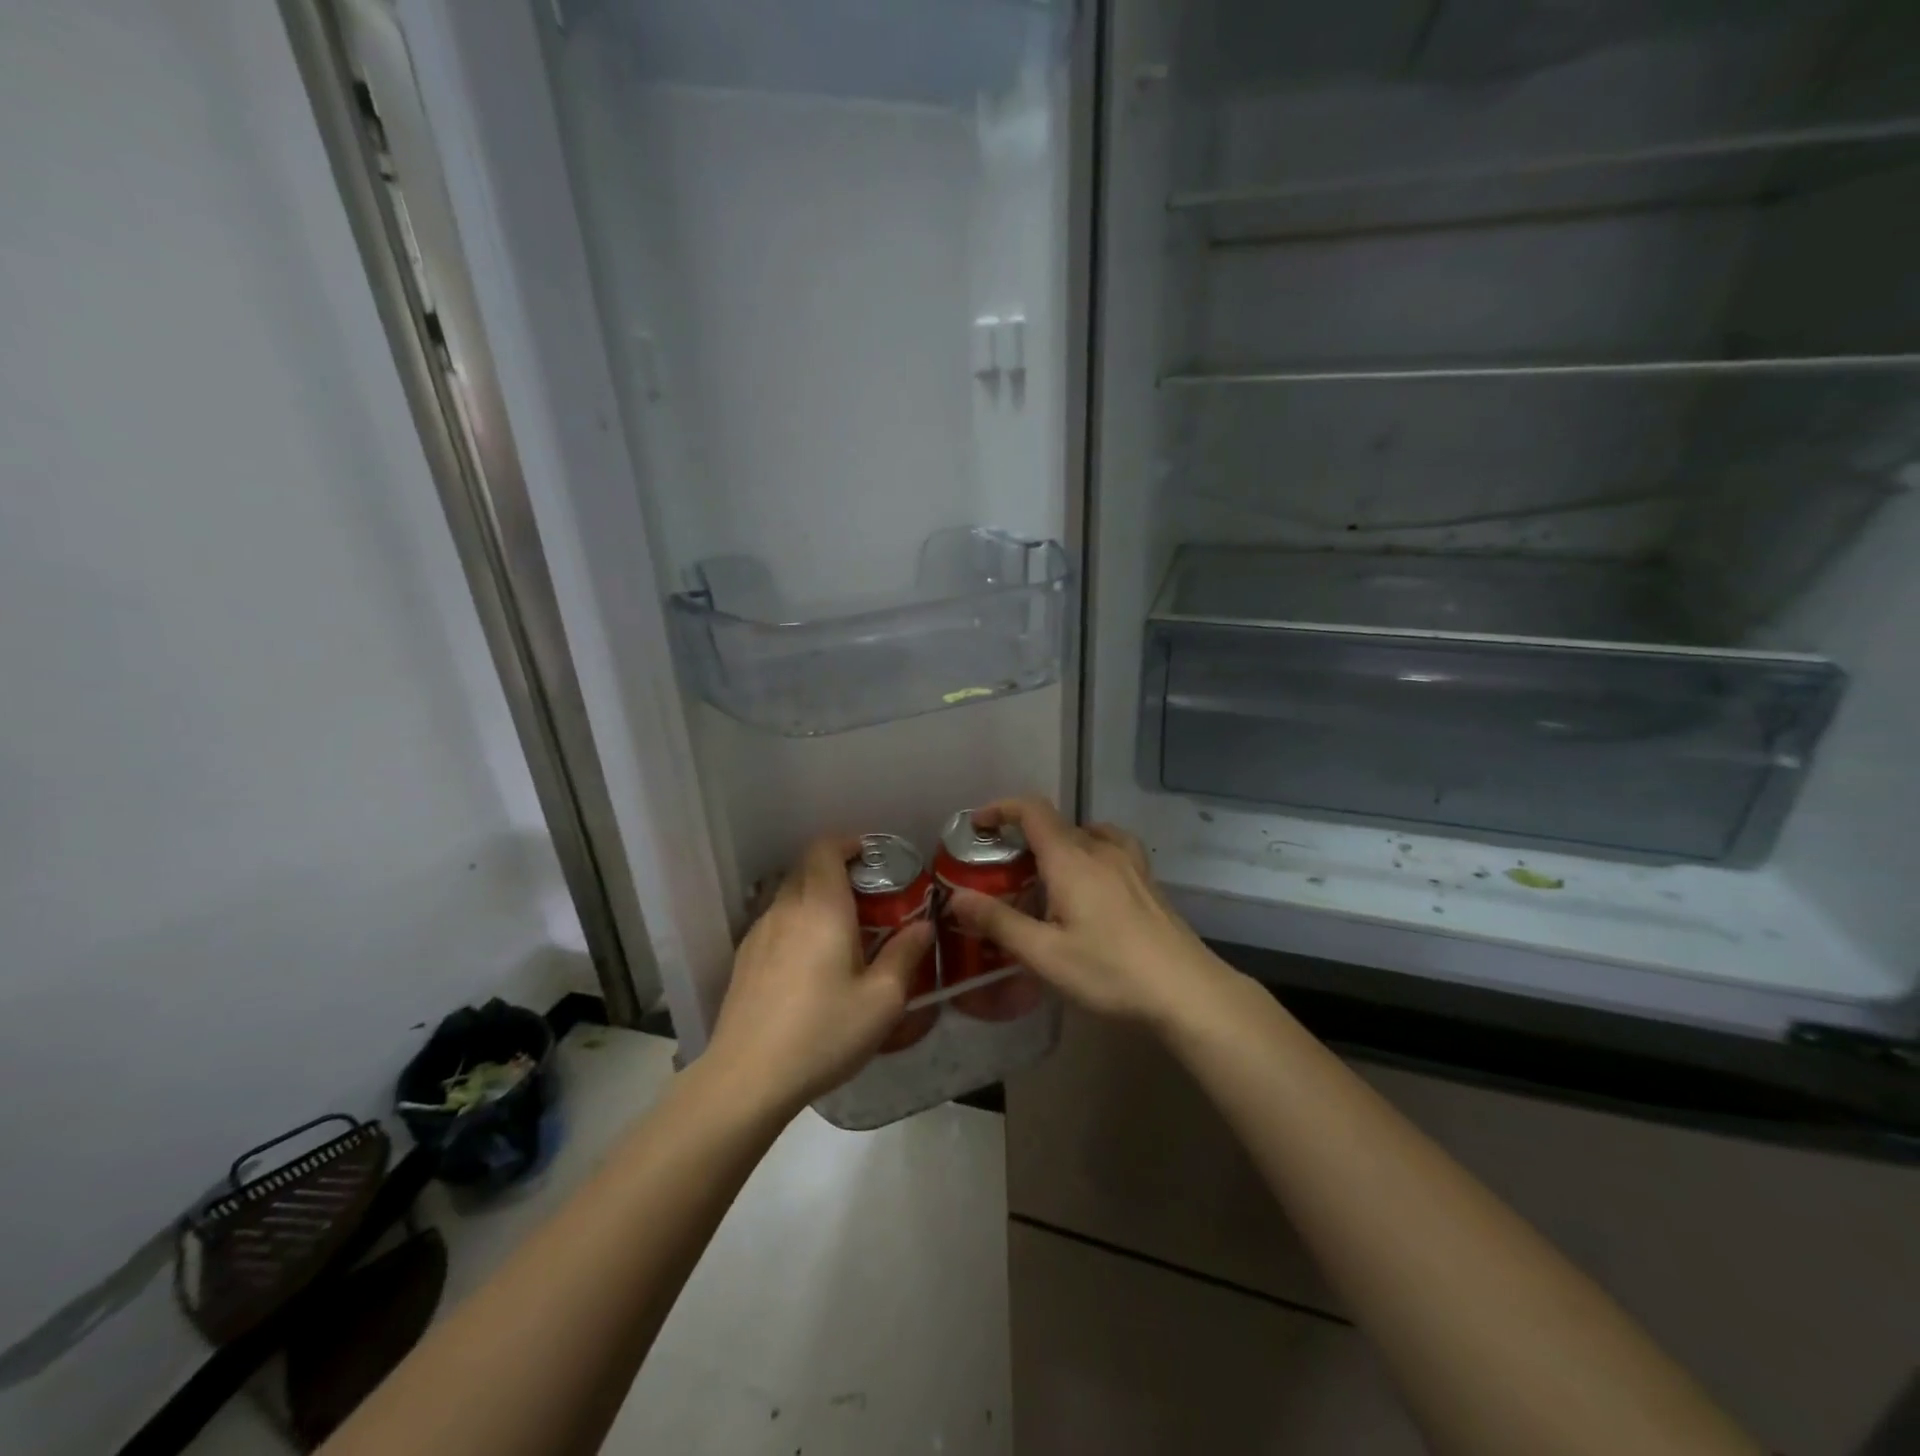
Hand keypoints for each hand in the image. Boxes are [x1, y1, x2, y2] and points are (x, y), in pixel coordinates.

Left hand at [705, 836, 933, 1113]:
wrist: (747, 1078)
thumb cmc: (823, 1033)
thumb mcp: (882, 1001)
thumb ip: (905, 955)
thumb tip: (922, 925)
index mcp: (821, 908)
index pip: (825, 848)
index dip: (848, 843)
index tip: (872, 857)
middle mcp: (786, 909)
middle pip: (806, 868)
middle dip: (837, 870)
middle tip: (867, 897)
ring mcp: (759, 933)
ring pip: (789, 896)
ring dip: (815, 898)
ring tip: (841, 932)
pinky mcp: (744, 959)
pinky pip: (775, 922)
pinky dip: (797, 923)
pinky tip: (810, 963)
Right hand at [947, 798, 1230, 1030]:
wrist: (1187, 990)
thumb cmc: (1110, 971)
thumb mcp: (1044, 954)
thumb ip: (999, 922)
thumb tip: (956, 897)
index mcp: (1071, 859)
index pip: (1032, 811)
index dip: (1002, 808)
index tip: (979, 824)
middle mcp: (1101, 849)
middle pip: (1056, 824)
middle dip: (1024, 837)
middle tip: (1003, 871)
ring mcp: (1130, 863)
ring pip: (1086, 836)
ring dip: (1059, 845)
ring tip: (1046, 877)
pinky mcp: (1148, 882)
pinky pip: (1110, 850)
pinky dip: (1088, 854)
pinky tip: (1090, 887)